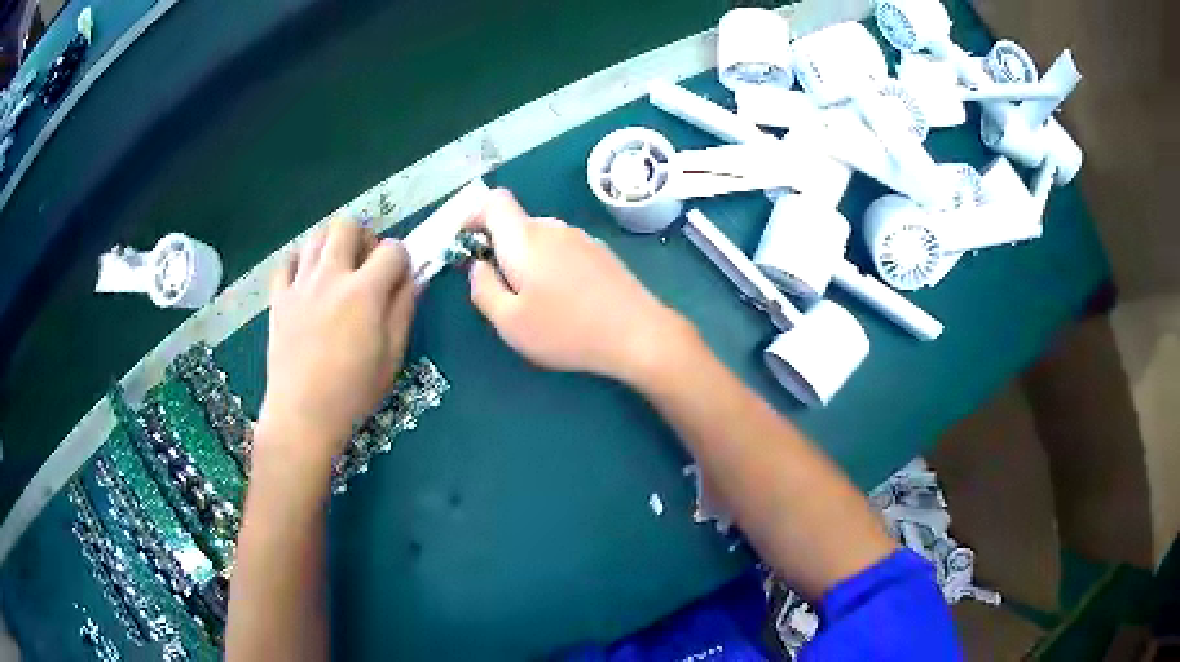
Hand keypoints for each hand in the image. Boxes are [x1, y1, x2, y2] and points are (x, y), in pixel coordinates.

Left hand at [259, 219, 414, 460]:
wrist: (302, 415)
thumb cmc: (353, 392)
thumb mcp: (392, 357)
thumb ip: (403, 311)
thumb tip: (411, 280)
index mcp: (365, 292)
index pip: (392, 249)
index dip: (401, 259)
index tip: (399, 278)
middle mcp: (331, 276)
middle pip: (348, 226)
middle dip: (364, 238)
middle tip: (365, 265)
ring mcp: (300, 285)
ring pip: (316, 236)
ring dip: (332, 245)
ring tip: (337, 270)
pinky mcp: (278, 298)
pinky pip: (287, 262)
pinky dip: (300, 262)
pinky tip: (307, 281)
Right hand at [467, 189, 690, 383]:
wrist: (638, 334)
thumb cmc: (566, 330)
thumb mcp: (509, 321)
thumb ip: (483, 288)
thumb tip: (478, 265)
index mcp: (525, 238)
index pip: (494, 200)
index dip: (474, 215)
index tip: (468, 244)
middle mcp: (554, 228)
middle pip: (517, 223)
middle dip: (500, 247)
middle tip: (500, 288)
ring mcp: (582, 238)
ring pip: (541, 238)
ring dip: (527, 259)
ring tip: (535, 301)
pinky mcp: (602, 253)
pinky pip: (564, 249)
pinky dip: (552, 265)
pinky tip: (566, 300)